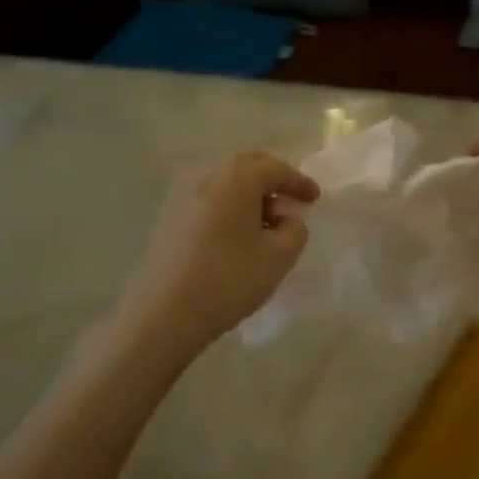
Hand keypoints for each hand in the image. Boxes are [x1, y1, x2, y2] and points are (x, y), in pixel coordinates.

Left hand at [114, 152, 319, 361]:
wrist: (163, 312)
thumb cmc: (228, 279)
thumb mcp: (279, 257)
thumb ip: (295, 229)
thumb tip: (285, 218)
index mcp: (237, 177)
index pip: (276, 168)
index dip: (299, 182)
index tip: (315, 199)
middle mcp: (207, 174)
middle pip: (247, 166)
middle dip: (272, 181)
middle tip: (291, 203)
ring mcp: (182, 193)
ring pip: (225, 181)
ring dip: (248, 194)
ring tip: (264, 223)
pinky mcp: (168, 214)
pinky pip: (208, 197)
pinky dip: (228, 206)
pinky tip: (235, 233)